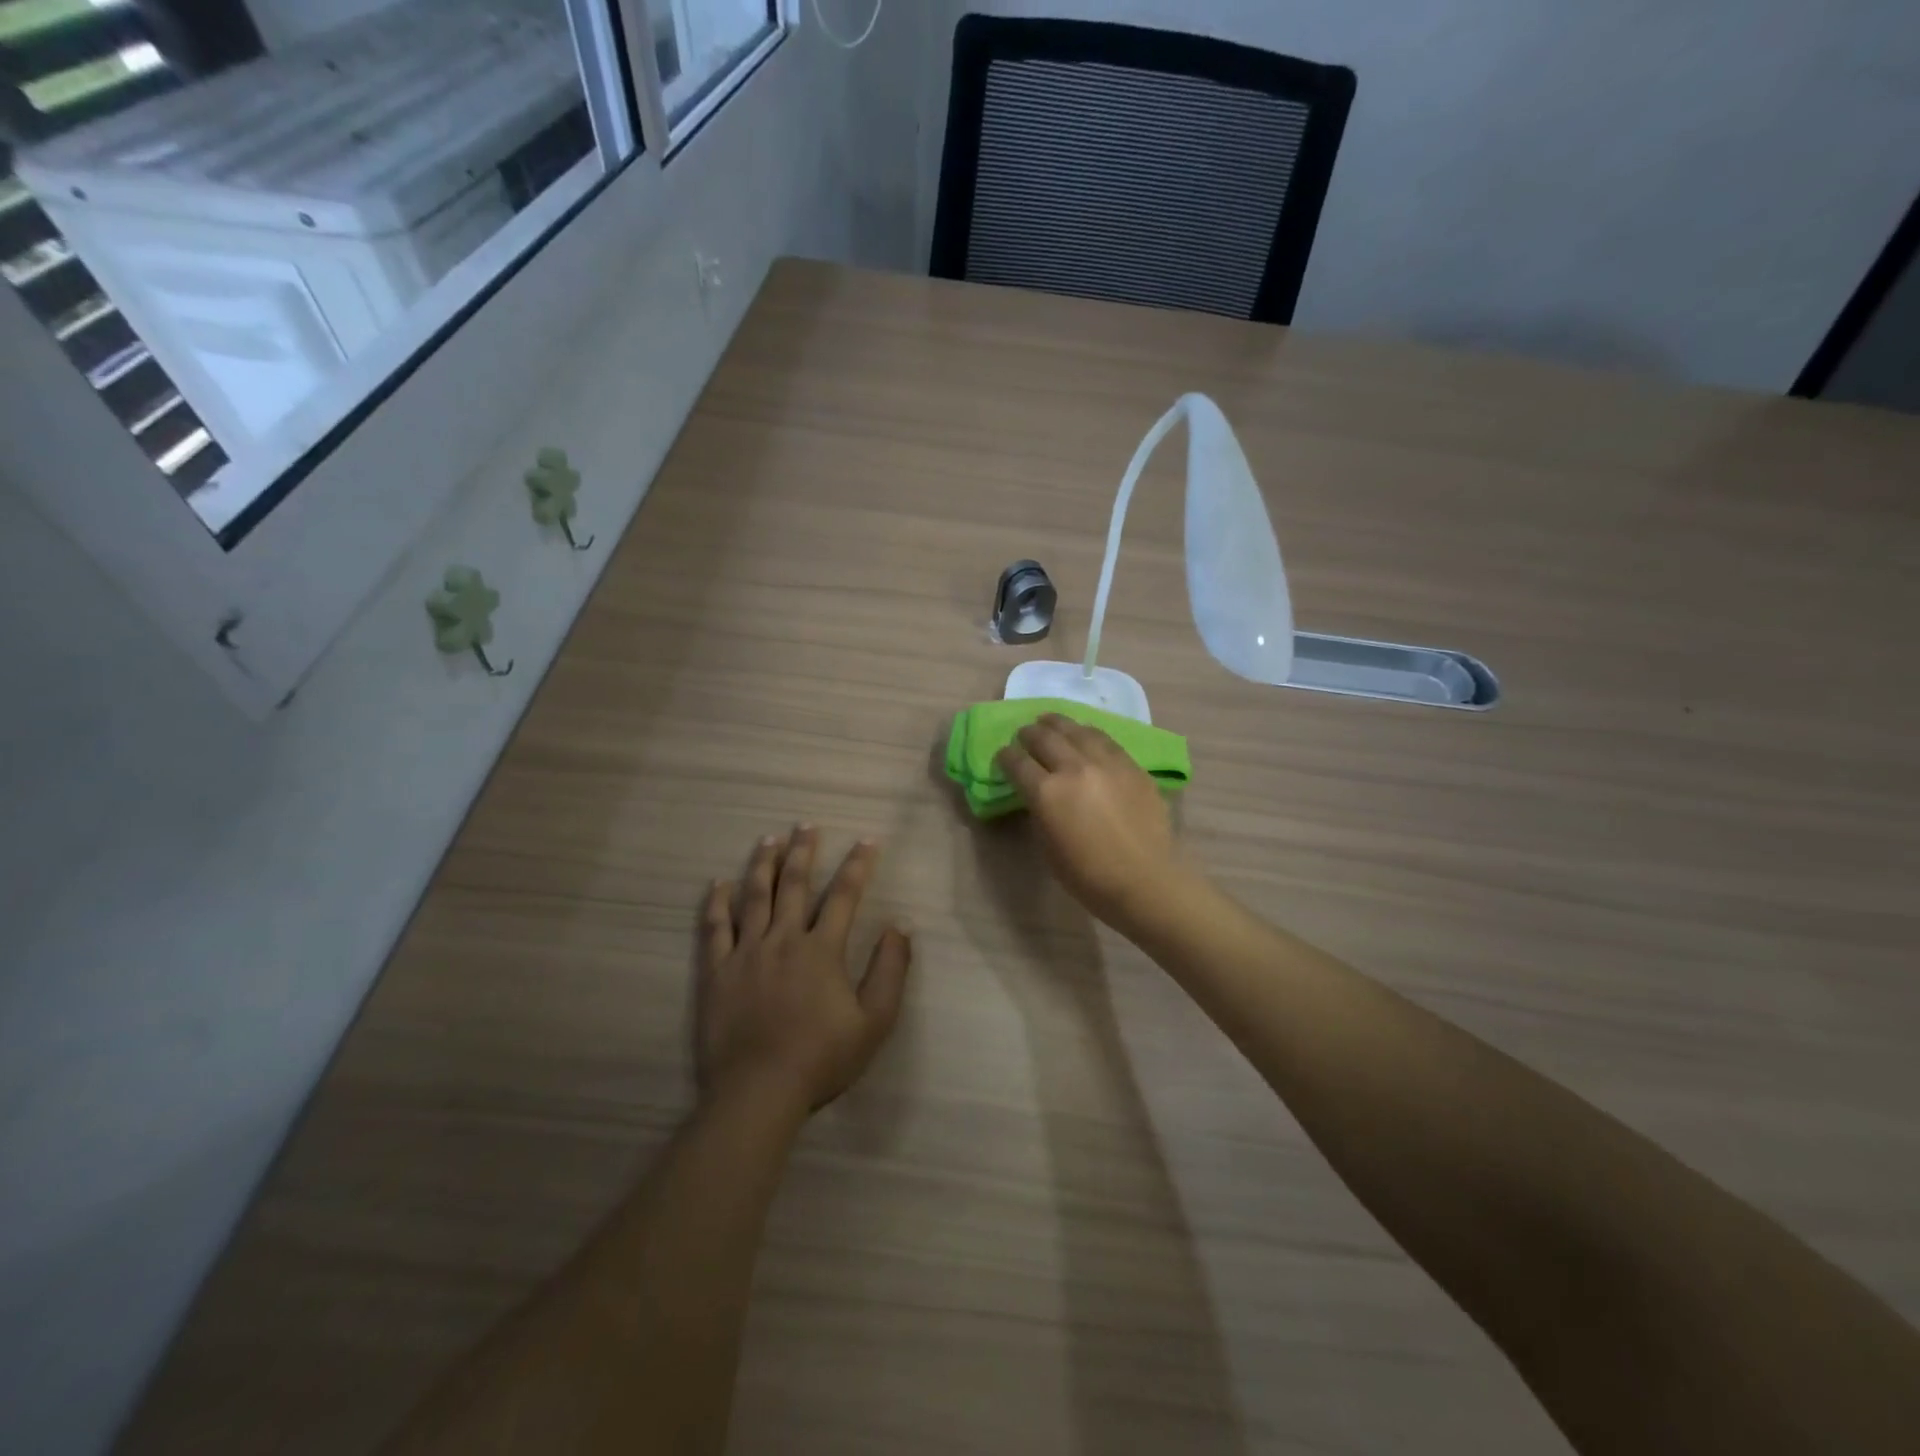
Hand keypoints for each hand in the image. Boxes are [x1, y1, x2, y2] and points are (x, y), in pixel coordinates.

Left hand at [697, 828, 911, 1114]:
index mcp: (822, 949)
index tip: (866, 841)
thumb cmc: (821, 1058)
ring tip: (768, 839)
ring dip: (762, 865)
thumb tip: (900, 926)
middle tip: (806, 824)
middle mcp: (784, 939)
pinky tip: (718, 884)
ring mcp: (746, 953)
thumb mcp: (874, 1021)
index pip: (844, 895)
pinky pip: (715, 929)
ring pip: (754, 897)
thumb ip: (890, 970)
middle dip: (803, 852)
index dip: (857, 866)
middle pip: (794, 885)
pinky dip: (716, 904)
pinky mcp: (717, 972)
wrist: (760, 1091)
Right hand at [995, 714, 1182, 927]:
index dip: (1006, 757)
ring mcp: (1106, 763)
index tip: (1003, 756)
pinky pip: (1105, 739)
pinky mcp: (1131, 765)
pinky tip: (1084, 733)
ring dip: (1057, 724)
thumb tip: (1036, 795)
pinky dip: (1087, 732)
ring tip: (1050, 721)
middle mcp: (1074, 768)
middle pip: (1044, 738)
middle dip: (1029, 734)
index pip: (1017, 763)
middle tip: (1024, 735)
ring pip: (1076, 730)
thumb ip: (1039, 812)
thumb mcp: (1048, 848)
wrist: (1146, 880)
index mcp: (1047, 793)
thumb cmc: (1089, 876)